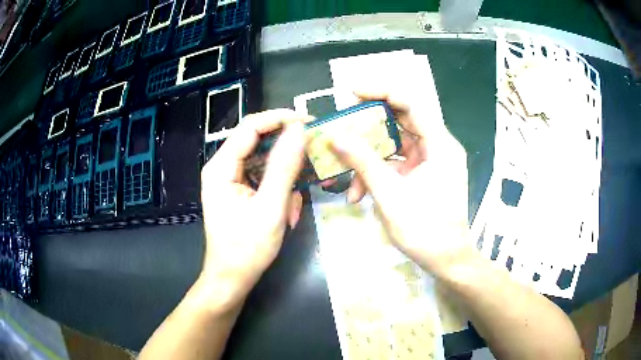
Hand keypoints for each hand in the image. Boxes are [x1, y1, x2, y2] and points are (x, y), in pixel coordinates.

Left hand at [199, 109, 305, 306]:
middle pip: (257, 140)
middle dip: (286, 149)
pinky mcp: (239, 190)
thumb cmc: (247, 249)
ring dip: (285, 175)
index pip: (251, 127)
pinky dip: (280, 188)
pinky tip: (287, 209)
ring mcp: (230, 179)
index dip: (280, 118)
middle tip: (313, 155)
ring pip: (264, 160)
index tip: (309, 121)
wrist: (232, 278)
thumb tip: (299, 130)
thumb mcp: (270, 208)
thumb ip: (285, 167)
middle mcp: (222, 166)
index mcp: (221, 167)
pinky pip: (263, 177)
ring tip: (296, 199)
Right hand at [329, 92, 471, 278]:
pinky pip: (397, 164)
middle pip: (400, 122)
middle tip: (342, 130)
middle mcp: (437, 146)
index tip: (352, 92)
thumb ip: (362, 161)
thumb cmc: (425, 228)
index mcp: (439, 144)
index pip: (410, 103)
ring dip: (369, 161)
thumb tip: (334, 135)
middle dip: (368, 129)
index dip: (380, 92)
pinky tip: (359, 193)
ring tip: (349, 183)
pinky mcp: (423, 175)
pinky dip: (378, 174)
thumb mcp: (389, 193)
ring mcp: (430, 162)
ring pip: (394, 147)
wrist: (446, 260)